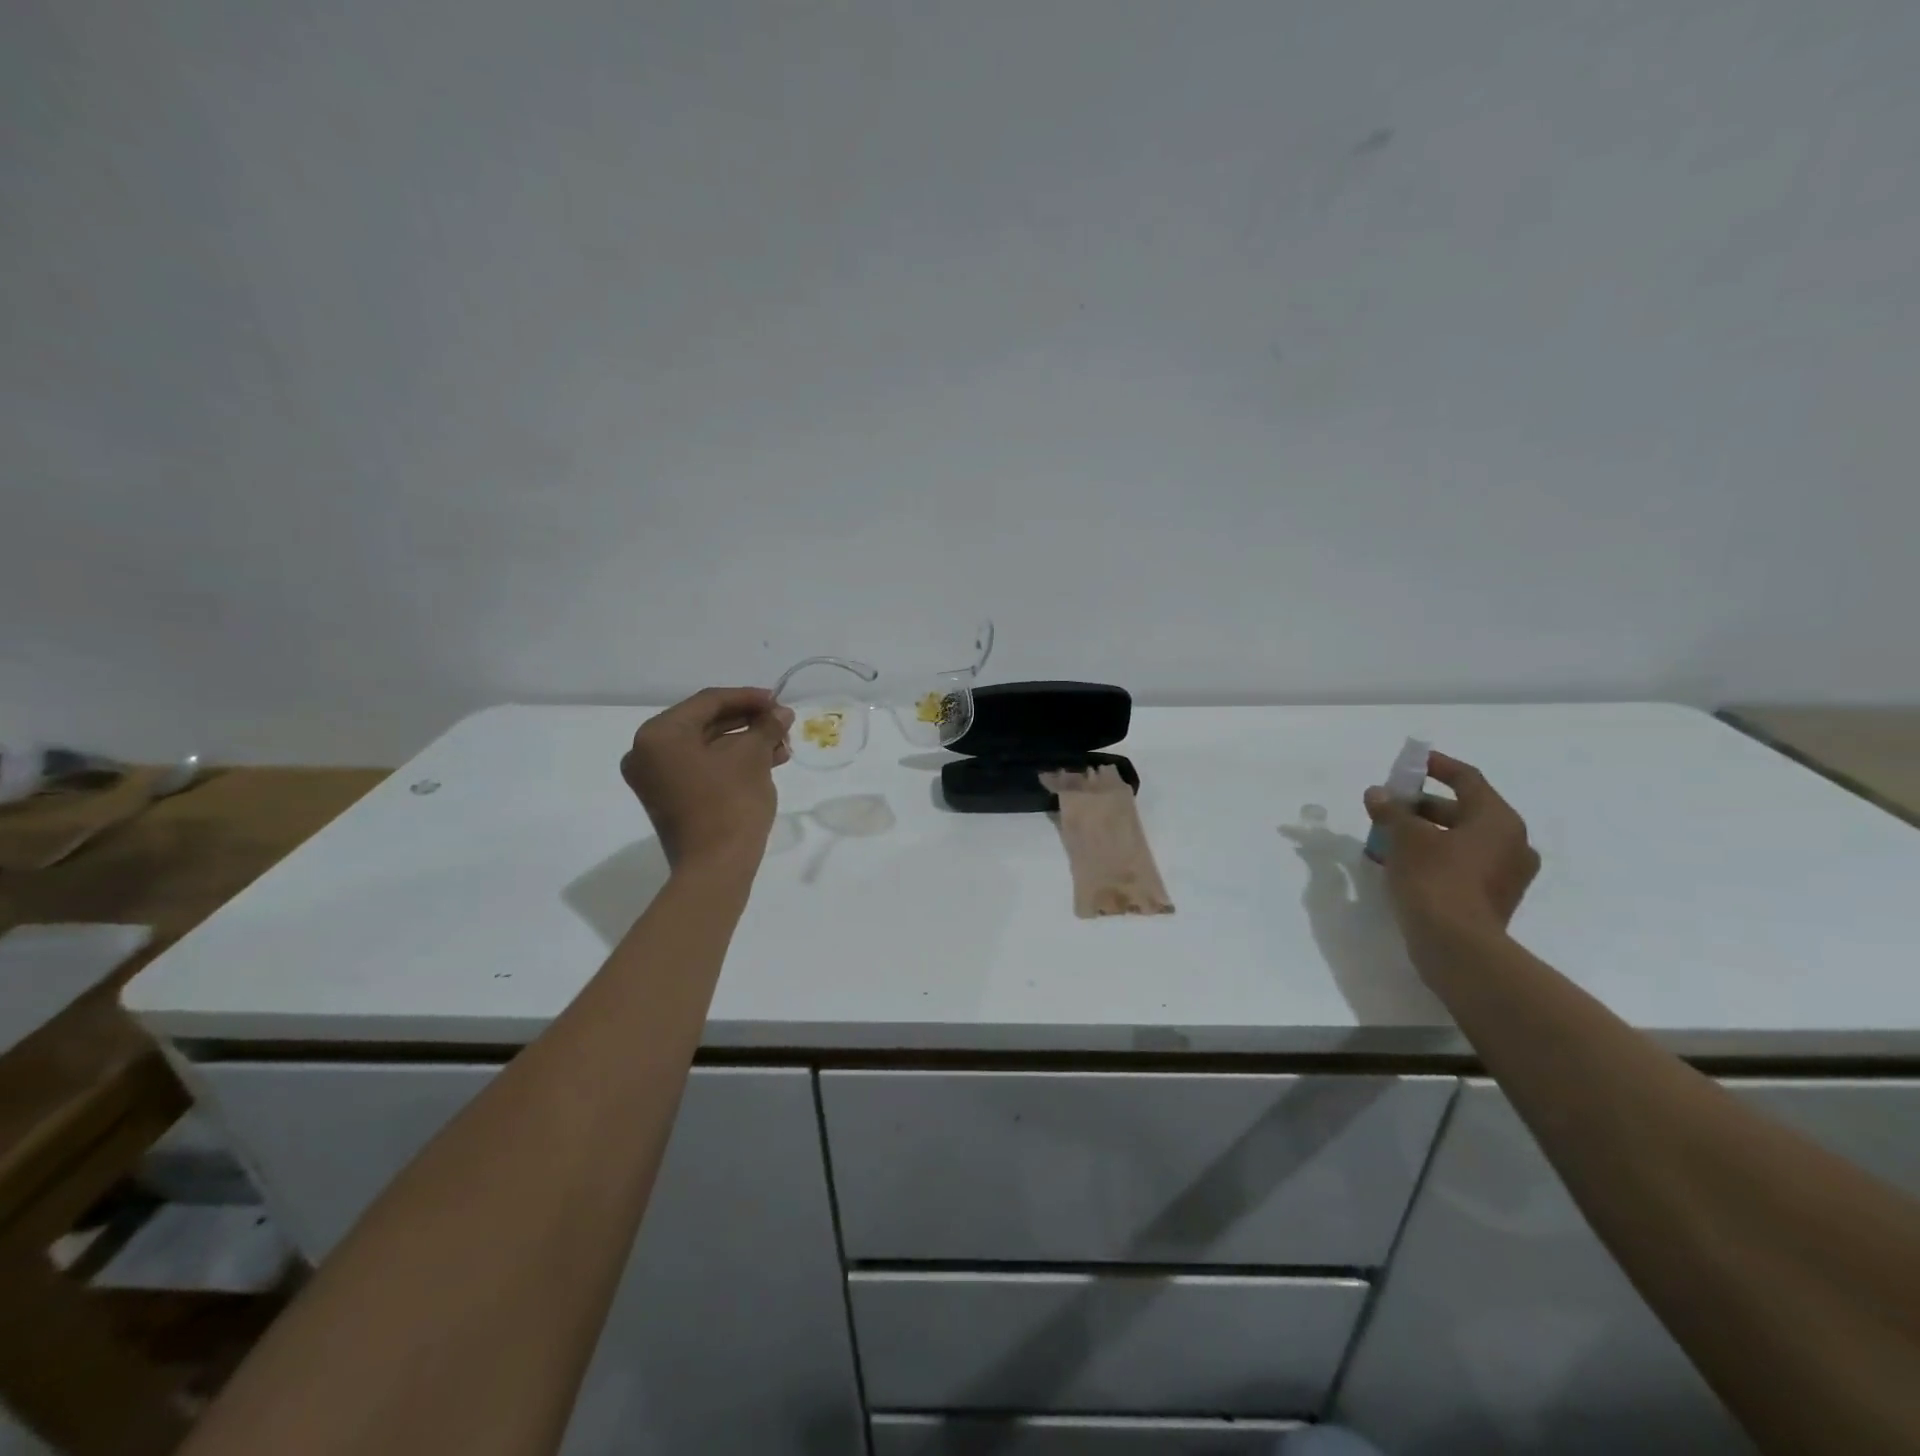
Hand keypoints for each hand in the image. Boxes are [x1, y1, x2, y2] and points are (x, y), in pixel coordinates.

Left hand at [620, 688, 793, 868]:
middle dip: (748, 722)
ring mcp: (655, 778)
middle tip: (782, 723)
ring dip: (744, 743)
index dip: (748, 698)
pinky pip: (701, 767)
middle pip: (705, 723)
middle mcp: (647, 752)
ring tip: (781, 746)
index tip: (779, 700)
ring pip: (706, 747)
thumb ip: (766, 727)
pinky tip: (766, 762)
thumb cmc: (730, 803)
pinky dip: (731, 762)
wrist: (716, 868)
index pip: (708, 702)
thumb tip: (781, 712)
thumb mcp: (753, 757)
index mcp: (659, 734)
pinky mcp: (668, 798)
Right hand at [1364, 751, 1540, 946]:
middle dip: (1423, 806)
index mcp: (1498, 820)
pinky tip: (1405, 865)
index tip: (1414, 762)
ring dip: (1428, 834)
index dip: (1438, 766)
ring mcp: (1507, 875)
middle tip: (1390, 806)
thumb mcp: (1405, 838)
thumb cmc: (1435, 879)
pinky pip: (1463, 865)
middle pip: (1464, 811)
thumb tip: (1378, 794)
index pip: (1467, 780)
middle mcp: (1512, 843)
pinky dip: (1437, 857)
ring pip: (1462, 840)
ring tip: (1389, 837)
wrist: (1457, 946)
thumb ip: (1391, 811)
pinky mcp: (1493, 900)